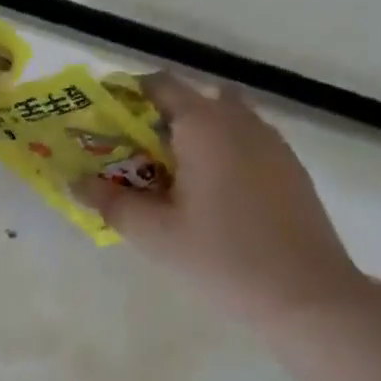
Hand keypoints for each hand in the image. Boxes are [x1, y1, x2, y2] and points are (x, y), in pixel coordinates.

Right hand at [77, 76, 371, 326]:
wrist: (306, 295)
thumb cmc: (222, 258)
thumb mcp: (154, 234)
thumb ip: (110, 202)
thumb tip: (74, 181)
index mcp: (205, 126)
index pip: (160, 85)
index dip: (126, 95)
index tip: (103, 121)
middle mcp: (241, 121)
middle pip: (192, 100)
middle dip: (157, 119)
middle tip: (131, 156)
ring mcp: (272, 143)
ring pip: (223, 120)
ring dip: (191, 136)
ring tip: (167, 179)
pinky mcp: (289, 168)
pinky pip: (244, 142)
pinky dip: (219, 153)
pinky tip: (208, 197)